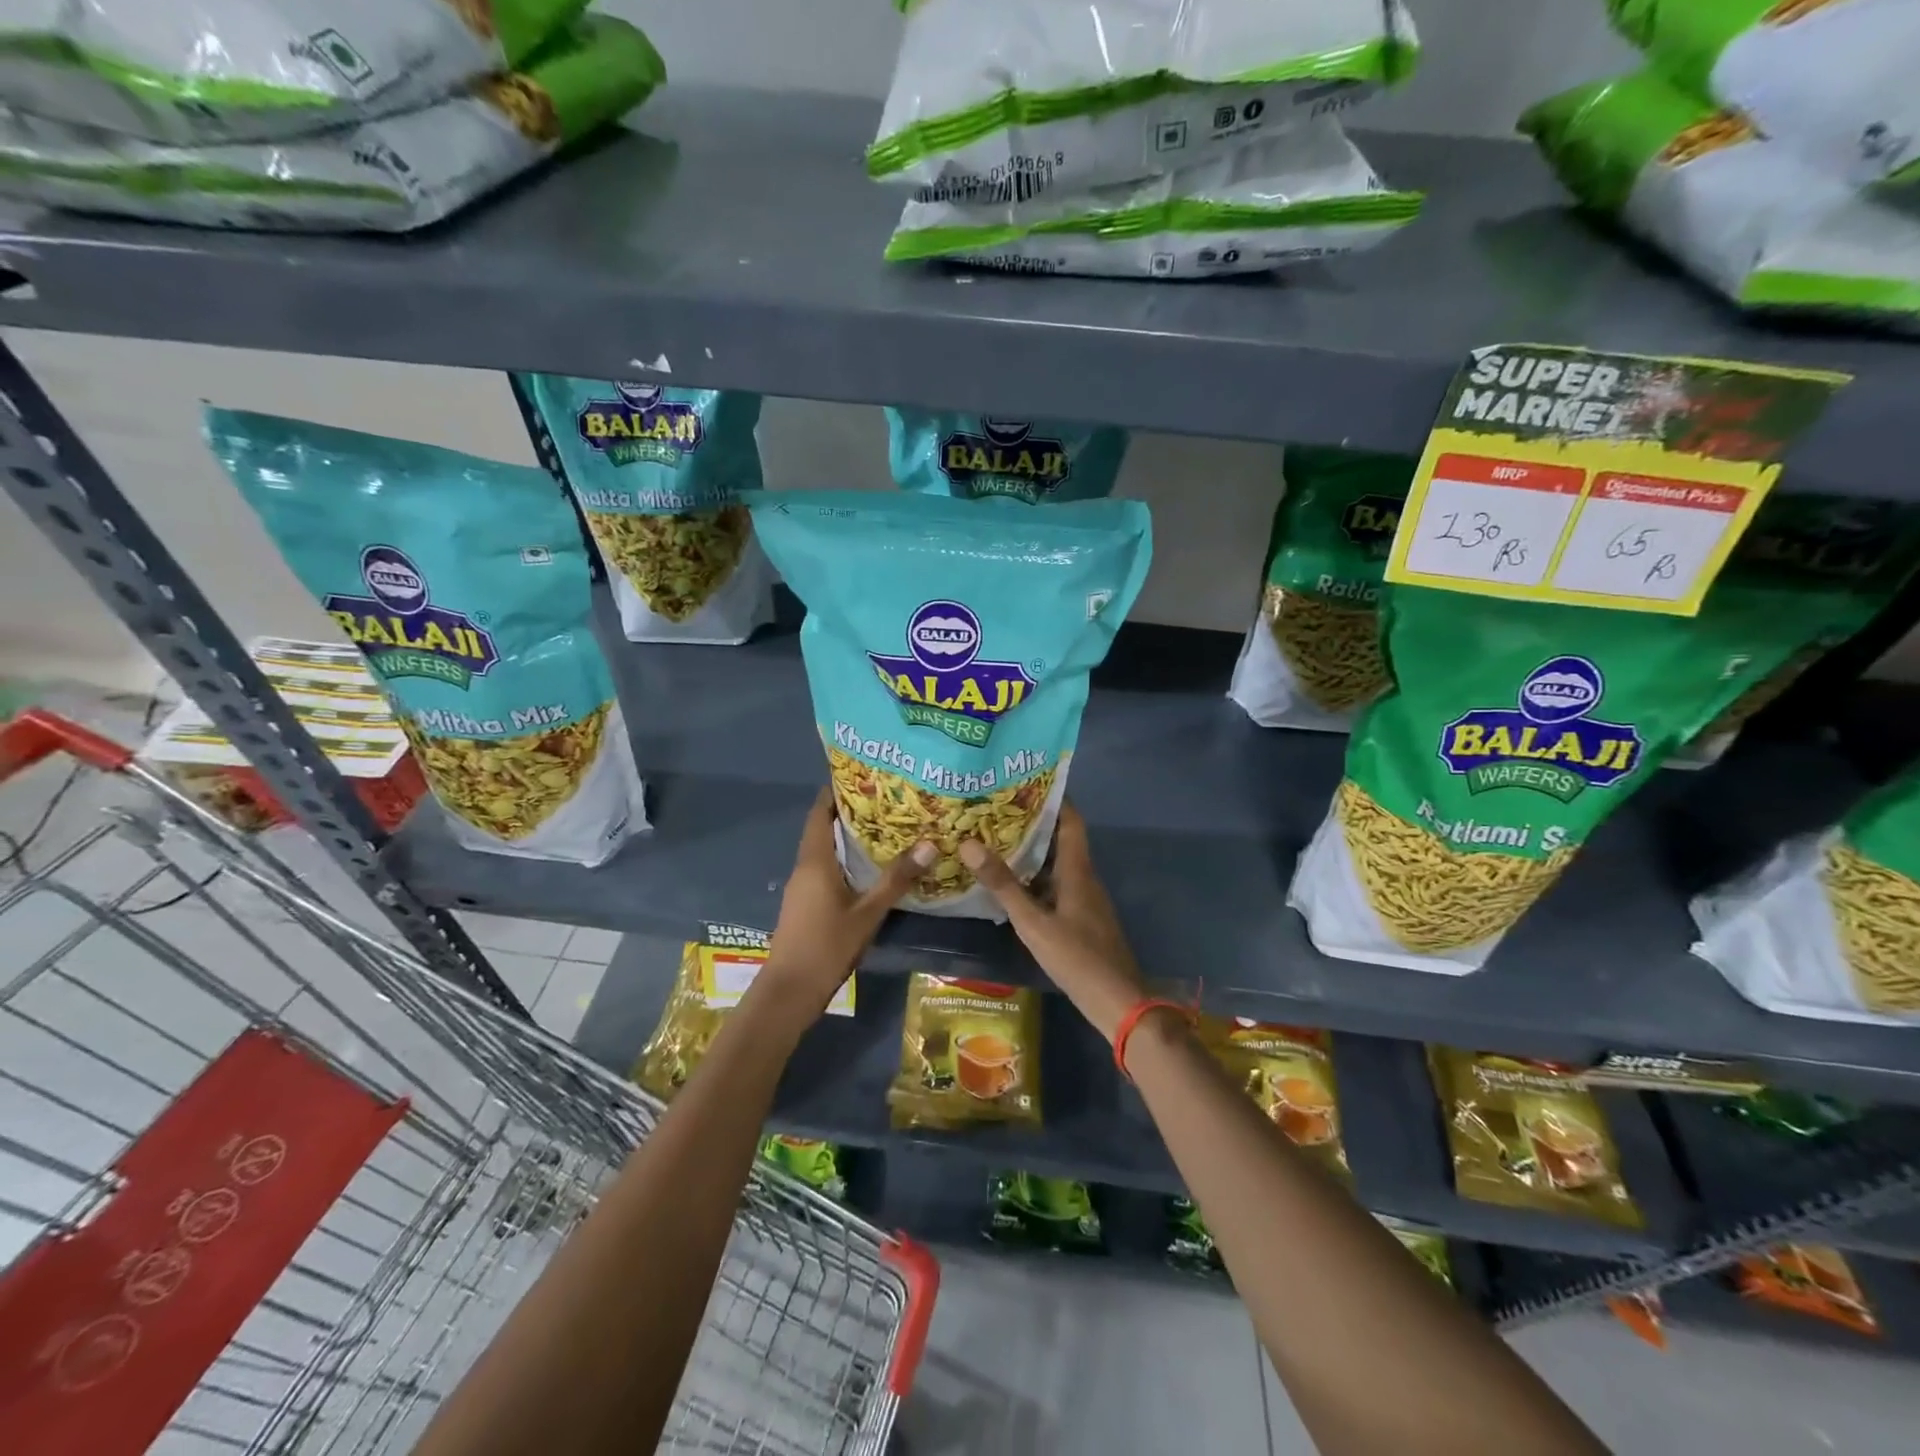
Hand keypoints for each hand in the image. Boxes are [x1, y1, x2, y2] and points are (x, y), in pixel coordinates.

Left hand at [761, 790, 932, 1017]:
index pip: (819, 812)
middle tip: (887, 799)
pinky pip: (826, 869)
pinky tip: (871, 866)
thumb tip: (929, 843)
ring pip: (825, 850)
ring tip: (886, 826)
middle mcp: (805, 867)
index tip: (864, 774)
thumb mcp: (868, 913)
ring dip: (849, 837)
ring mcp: (802, 886)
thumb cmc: (826, 946)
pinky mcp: (805, 903)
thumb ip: (896, 879)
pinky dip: (846, 859)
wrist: (789, 992)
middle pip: (823, 828)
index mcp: (815, 860)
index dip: (837, 790)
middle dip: (851, 811)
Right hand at [959, 802, 1146, 1040]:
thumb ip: (1003, 885)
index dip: (1053, 797)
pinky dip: (1035, 876)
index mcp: (1078, 870)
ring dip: (1032, 850)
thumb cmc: (1077, 958)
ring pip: (1057, 863)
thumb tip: (969, 843)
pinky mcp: (1081, 917)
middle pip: (1061, 839)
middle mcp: (1084, 877)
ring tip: (996, 838)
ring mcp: (1084, 899)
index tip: (1024, 780)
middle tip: (996, 808)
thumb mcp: (1033, 922)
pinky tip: (1011, 883)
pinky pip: (1056, 884)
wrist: (1118, 1002)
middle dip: (1033, 821)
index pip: (1071, 820)